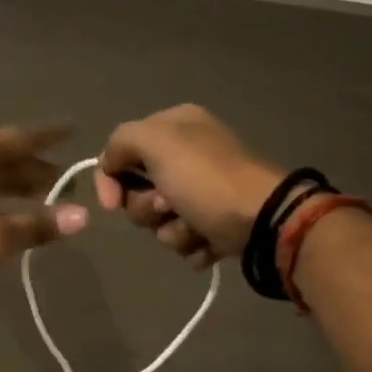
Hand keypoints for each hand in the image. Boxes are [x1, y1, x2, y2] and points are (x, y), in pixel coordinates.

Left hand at [0, 125, 87, 289]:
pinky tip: (3, 210)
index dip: (50, 138)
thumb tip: (82, 216)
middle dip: (34, 168)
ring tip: (41, 196)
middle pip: (4, 155)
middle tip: (63, 180)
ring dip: (13, 183)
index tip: (73, 132)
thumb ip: (38, 225)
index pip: (22, 138)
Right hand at [94, 105, 283, 266]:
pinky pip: (185, 241)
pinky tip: (209, 240)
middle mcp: (190, 155)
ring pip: (160, 222)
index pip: (121, 151)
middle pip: (138, 192)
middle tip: (169, 205)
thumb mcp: (156, 141)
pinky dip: (193, 245)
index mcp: (176, 126)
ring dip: (173, 230)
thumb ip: (120, 142)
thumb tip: (111, 166)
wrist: (262, 221)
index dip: (110, 179)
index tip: (112, 203)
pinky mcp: (216, 224)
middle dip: (148, 208)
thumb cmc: (205, 179)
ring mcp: (204, 192)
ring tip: (196, 227)